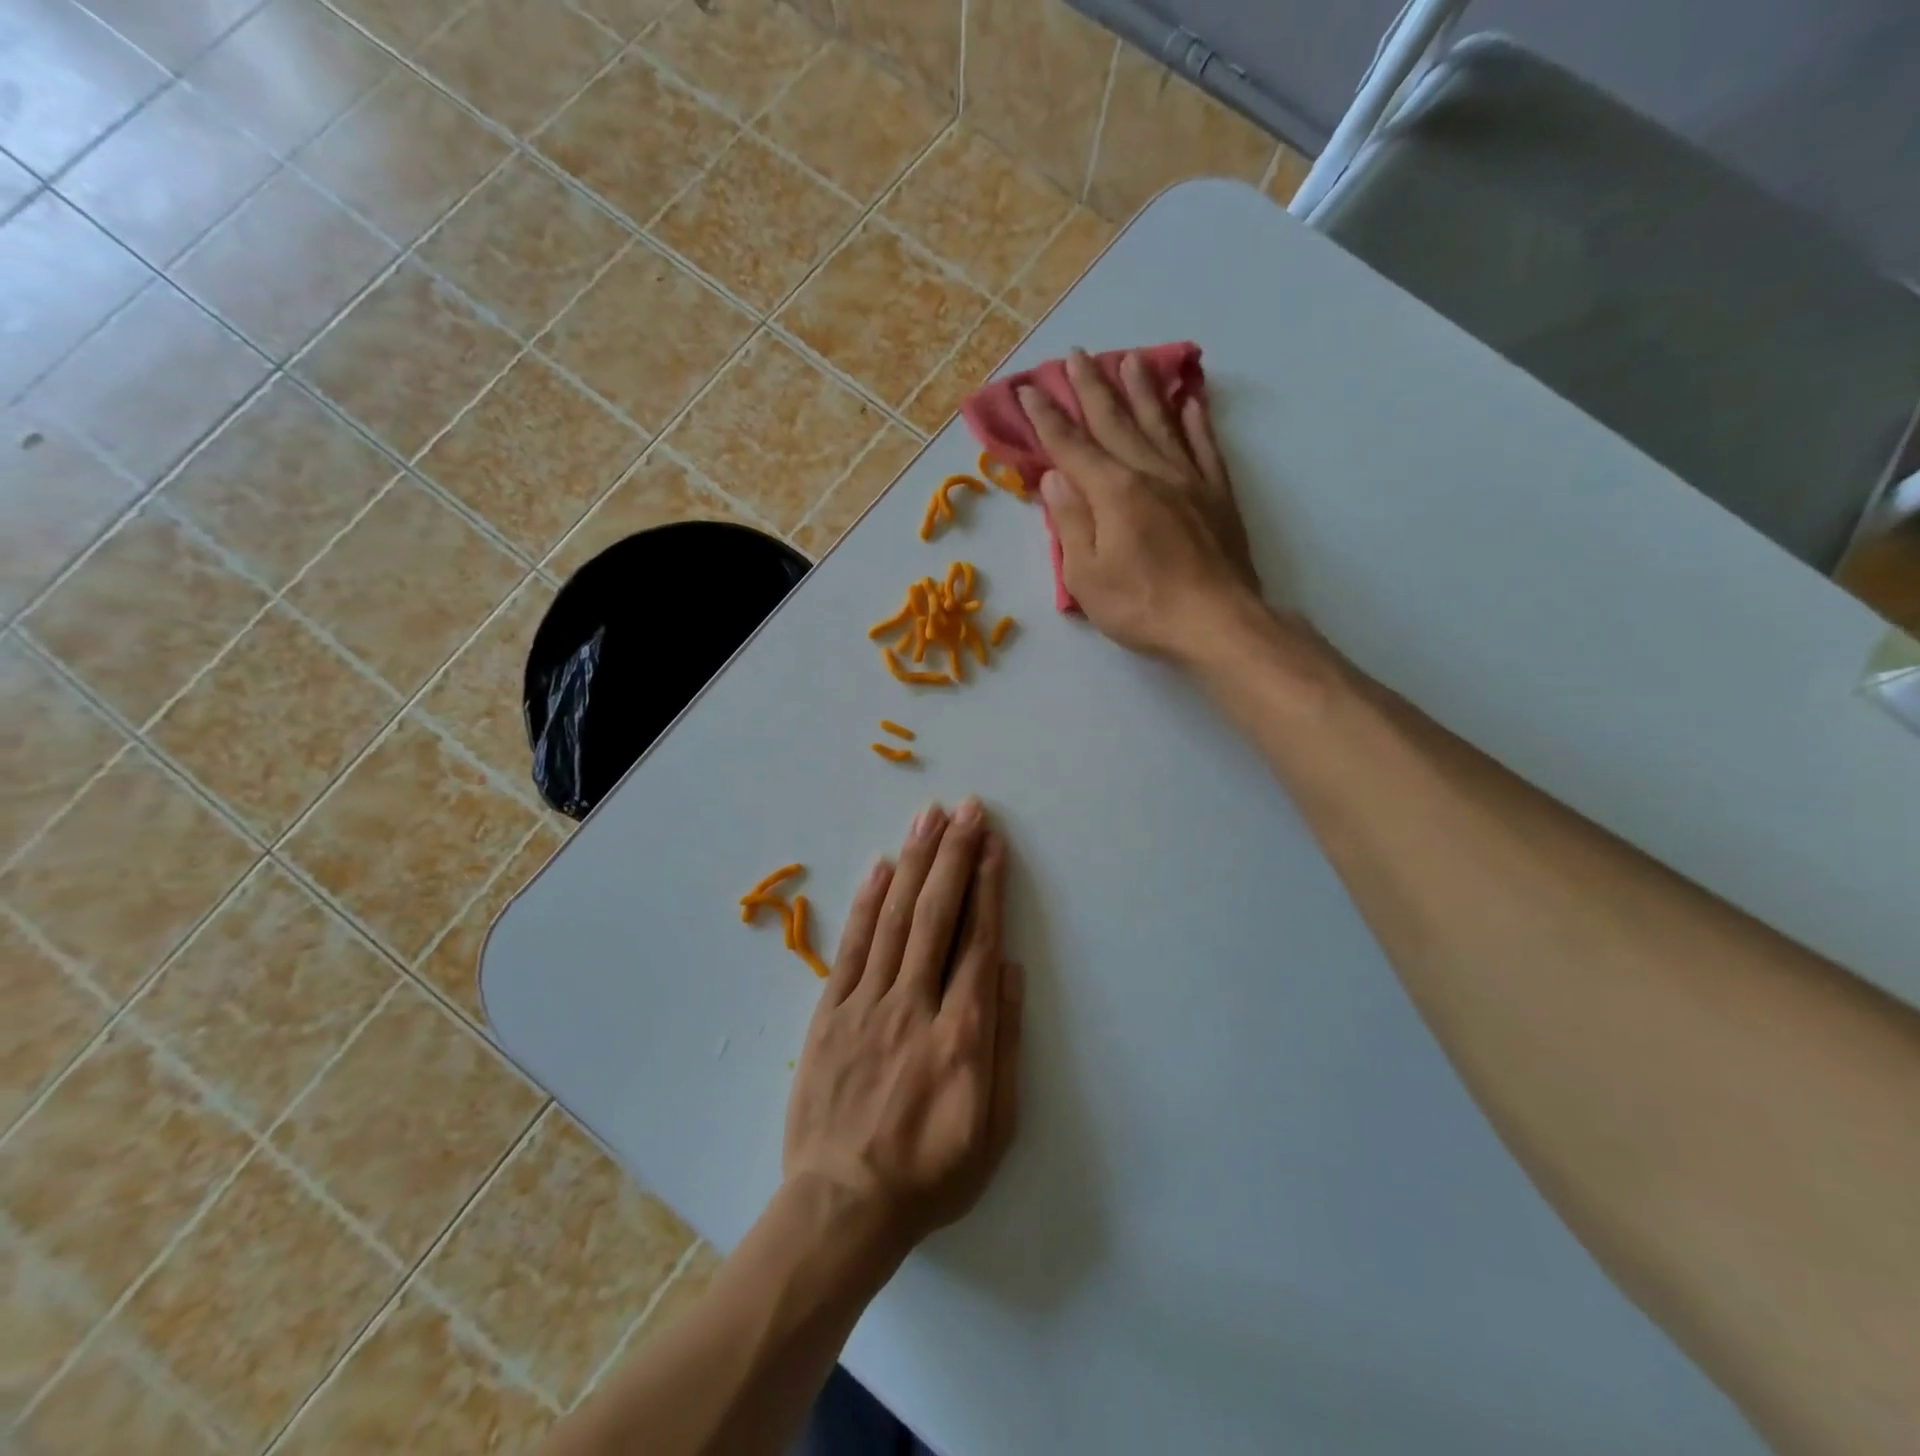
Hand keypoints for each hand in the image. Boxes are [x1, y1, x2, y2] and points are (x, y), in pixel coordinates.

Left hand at [783, 799, 1022, 1259]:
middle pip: (937, 914)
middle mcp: (914, 1005)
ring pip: (896, 918)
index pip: (978, 939)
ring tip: (929, 818)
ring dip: (915, 863)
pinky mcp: (829, 1013)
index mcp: (962, 1033)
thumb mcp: (995, 1126)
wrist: (843, 1206)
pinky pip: (852, 947)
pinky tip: (882, 866)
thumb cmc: (931, 1173)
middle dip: (954, 855)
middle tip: (967, 809)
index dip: (987, 884)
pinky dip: (868, 902)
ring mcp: (866, 1004)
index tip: (992, 842)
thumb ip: (1005, 1041)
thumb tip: (1009, 969)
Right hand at [1020, 349, 1261, 660]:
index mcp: (1113, 492)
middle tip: (1075, 355)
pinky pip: (1204, 446)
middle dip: (1091, 388)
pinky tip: (1190, 401)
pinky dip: (1195, 421)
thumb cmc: (1141, 605)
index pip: (1071, 446)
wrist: (1216, 621)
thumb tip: (1055, 476)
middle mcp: (1150, 472)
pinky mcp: (1218, 494)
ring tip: (1130, 359)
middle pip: (1115, 421)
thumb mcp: (1086, 576)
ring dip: (1142, 389)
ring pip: (1161, 423)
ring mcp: (1189, 479)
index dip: (1047, 417)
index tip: (1029, 389)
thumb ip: (1070, 522)